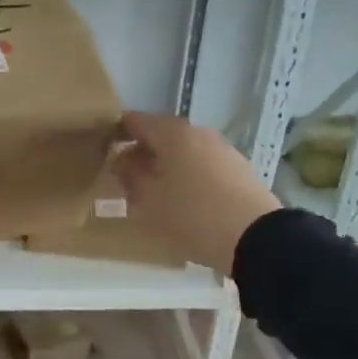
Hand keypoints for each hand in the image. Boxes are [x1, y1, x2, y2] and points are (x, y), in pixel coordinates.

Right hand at [112, 111, 281, 276]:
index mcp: (172, 132)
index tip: (102, 153)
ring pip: (183, 152)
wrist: (255, 238)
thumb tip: (122, 159)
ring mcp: (222, 149)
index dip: (115, 133)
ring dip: (165, 167)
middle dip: (140, 153)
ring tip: (153, 195)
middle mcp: (198, 132)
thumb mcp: (148, 199)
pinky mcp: (239, 170)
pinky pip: (202, 166)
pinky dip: (187, 177)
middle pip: (160, 135)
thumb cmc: (191, 214)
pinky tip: (183, 201)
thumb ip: (129, 174)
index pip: (134, 120)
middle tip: (125, 180)